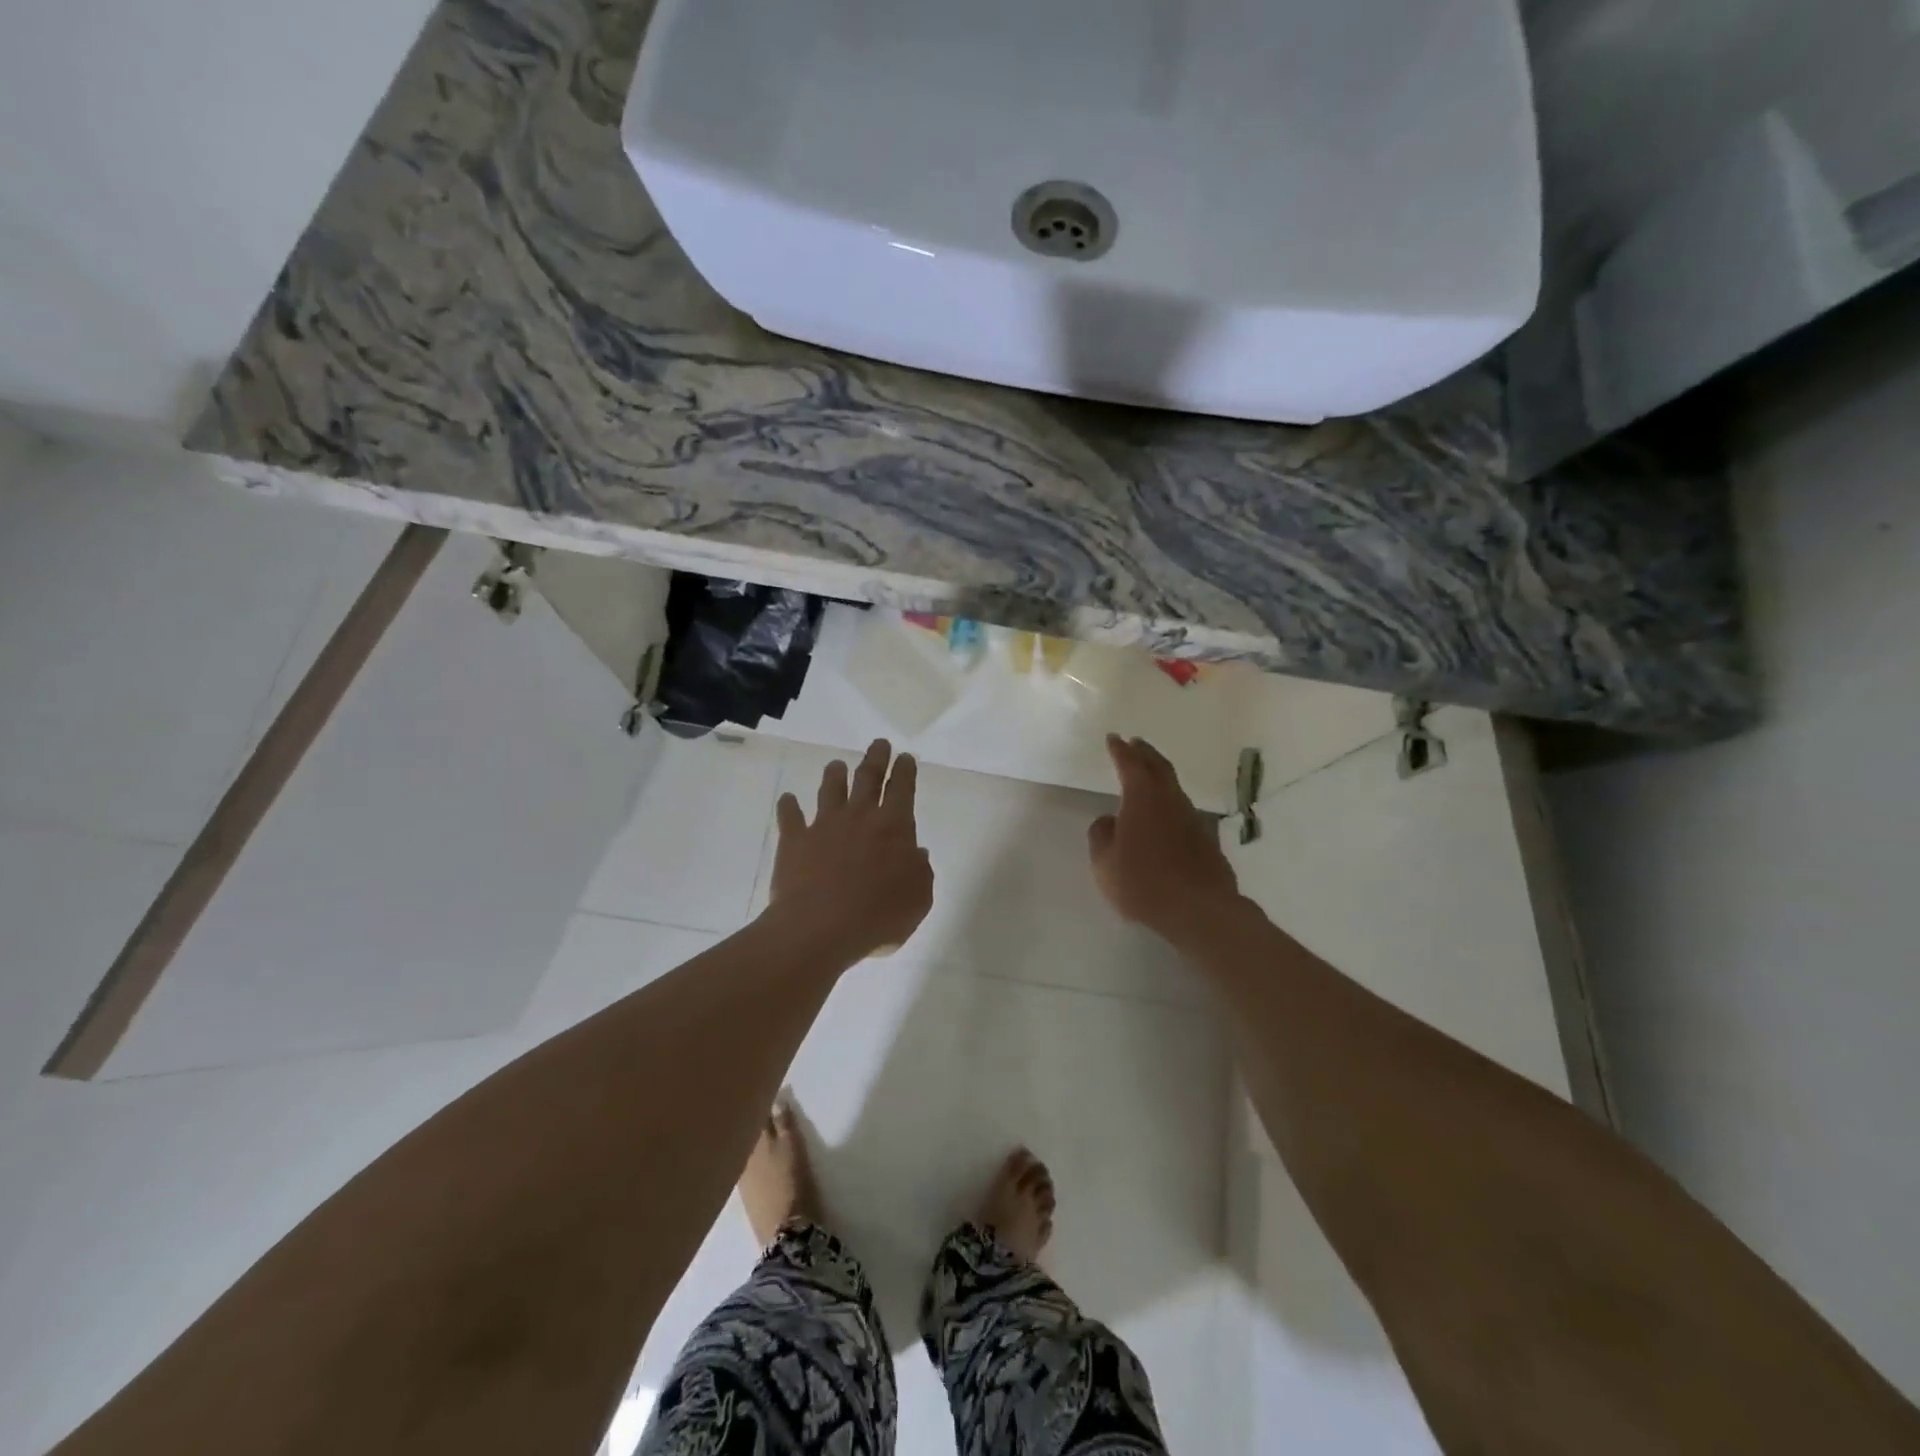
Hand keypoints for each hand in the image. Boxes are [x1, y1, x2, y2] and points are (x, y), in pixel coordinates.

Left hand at [767, 739, 933, 964]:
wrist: (820, 926)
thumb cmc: (878, 915)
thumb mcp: (918, 899)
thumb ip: (920, 872)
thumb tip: (917, 853)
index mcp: (894, 826)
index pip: (902, 789)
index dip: (905, 771)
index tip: (906, 757)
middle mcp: (859, 816)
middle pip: (868, 777)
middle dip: (876, 758)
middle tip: (879, 744)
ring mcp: (824, 825)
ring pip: (830, 790)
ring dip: (835, 775)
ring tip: (836, 765)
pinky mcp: (794, 840)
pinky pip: (790, 817)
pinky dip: (789, 806)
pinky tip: (787, 799)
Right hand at [1089, 734, 1240, 945]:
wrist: (1199, 909)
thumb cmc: (1143, 883)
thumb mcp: (1104, 863)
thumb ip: (1101, 836)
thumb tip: (1108, 821)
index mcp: (1142, 798)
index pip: (1129, 764)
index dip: (1120, 750)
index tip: (1113, 738)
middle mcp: (1170, 800)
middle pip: (1158, 767)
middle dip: (1145, 753)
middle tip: (1135, 743)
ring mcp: (1192, 819)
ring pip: (1174, 788)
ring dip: (1160, 776)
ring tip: (1149, 775)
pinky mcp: (1206, 839)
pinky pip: (1183, 811)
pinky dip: (1170, 804)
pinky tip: (1165, 815)